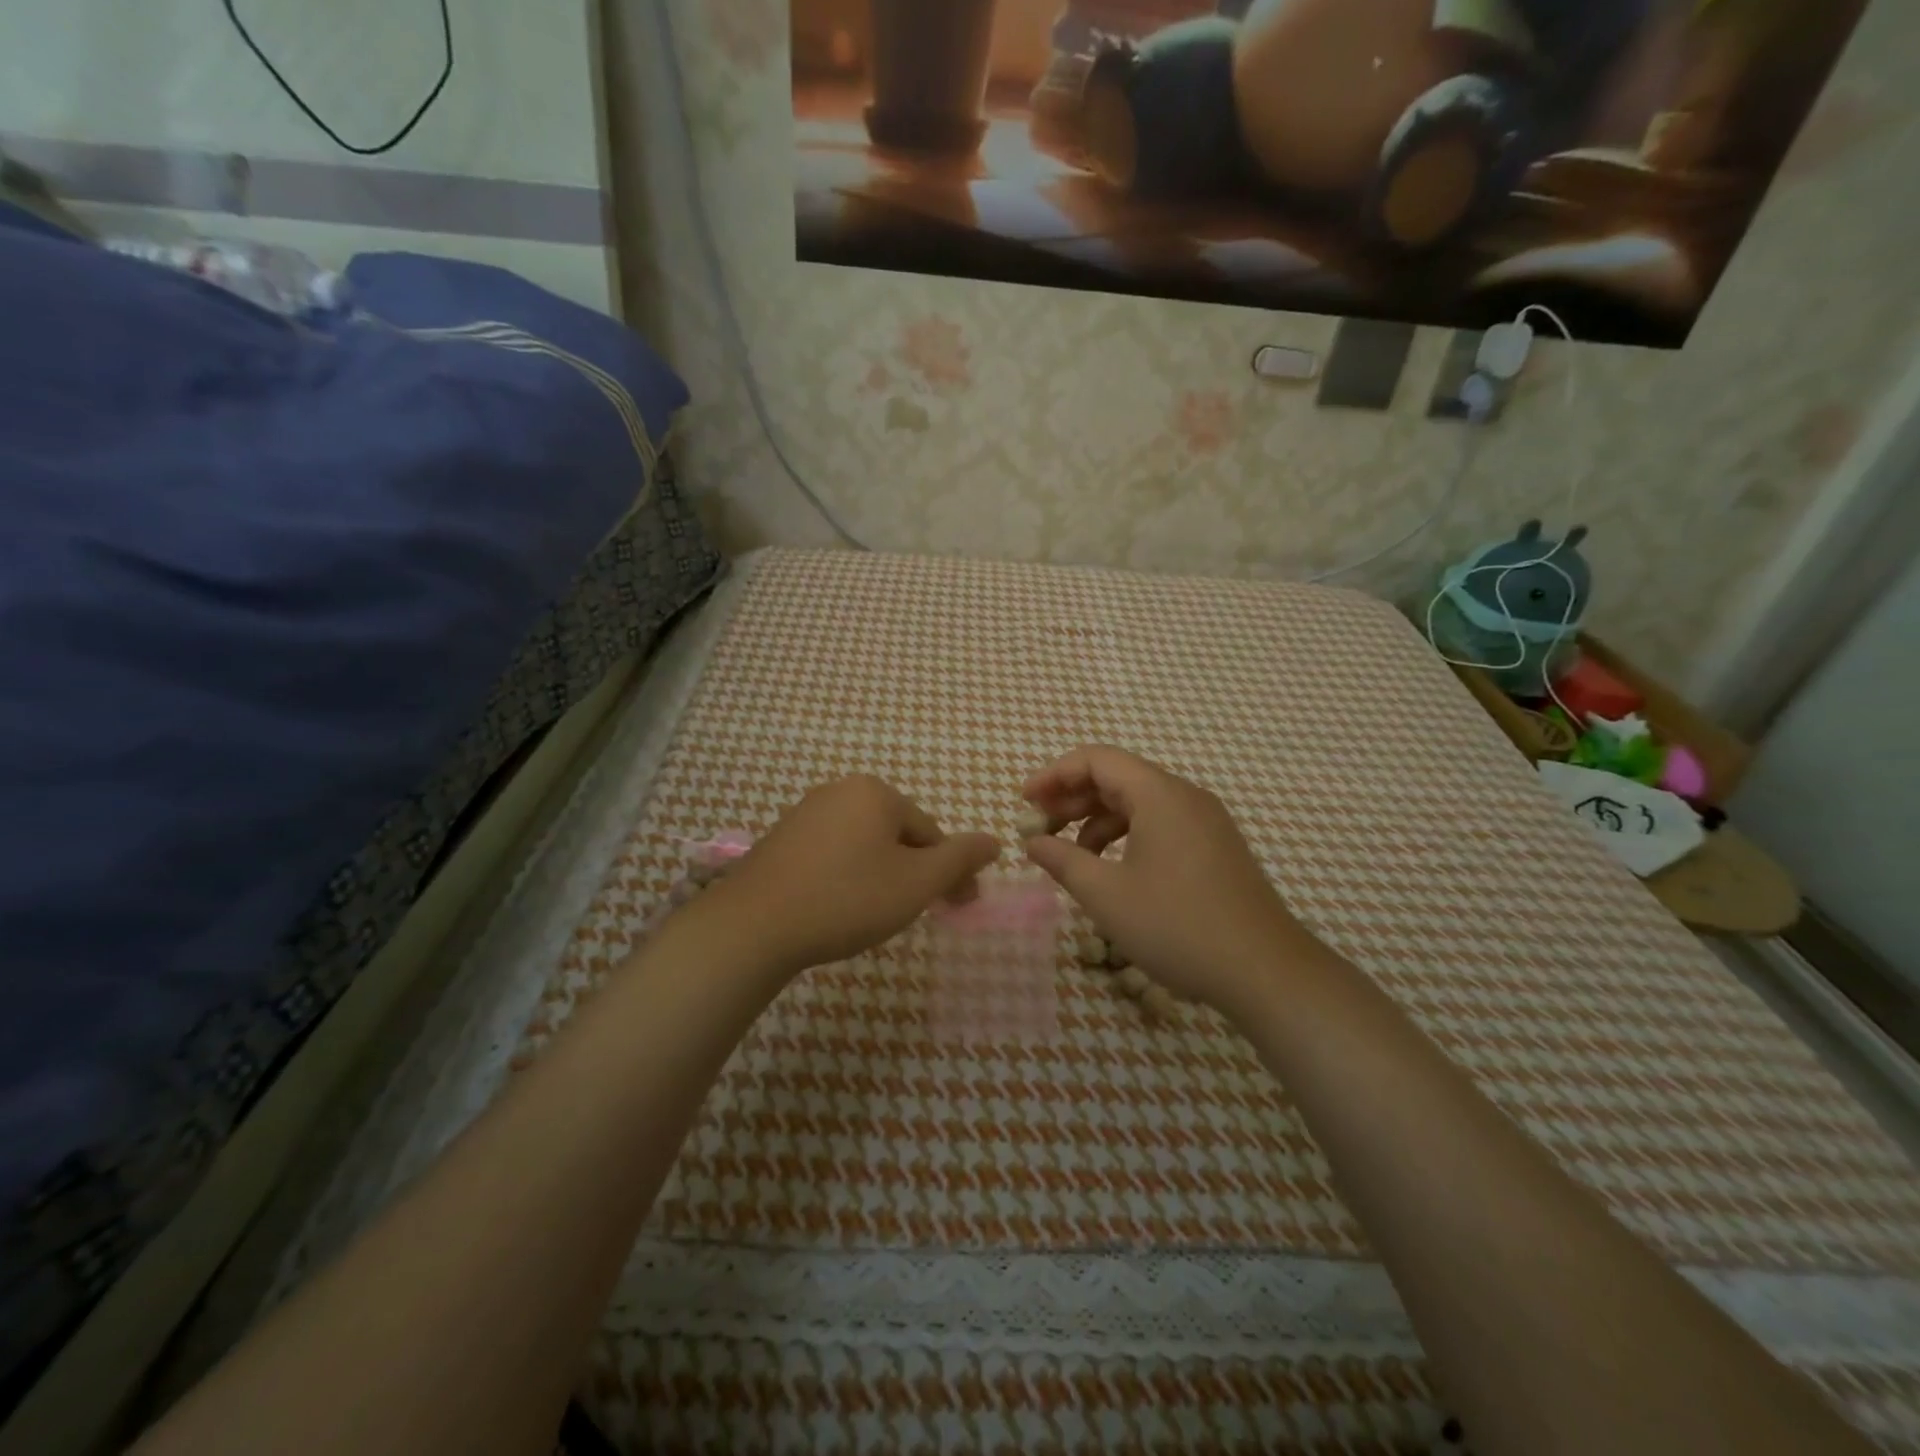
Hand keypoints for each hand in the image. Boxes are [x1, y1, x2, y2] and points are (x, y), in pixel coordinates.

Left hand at [709, 775, 1000, 976]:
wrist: (754, 926)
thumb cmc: (848, 898)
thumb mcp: (917, 882)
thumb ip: (960, 859)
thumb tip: (994, 841)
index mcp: (875, 792)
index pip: (930, 832)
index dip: (948, 872)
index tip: (957, 907)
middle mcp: (839, 790)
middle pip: (897, 834)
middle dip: (914, 872)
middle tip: (916, 913)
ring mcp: (805, 813)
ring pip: (864, 845)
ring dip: (882, 875)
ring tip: (876, 915)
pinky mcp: (781, 839)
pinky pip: (832, 853)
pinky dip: (847, 877)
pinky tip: (839, 907)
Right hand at [1021, 745, 1315, 1015]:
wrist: (1265, 970)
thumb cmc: (1177, 926)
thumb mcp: (1106, 895)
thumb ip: (1062, 860)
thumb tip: (1033, 842)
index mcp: (1159, 794)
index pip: (1096, 760)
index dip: (1053, 775)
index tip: (1023, 803)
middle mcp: (1185, 796)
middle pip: (1117, 778)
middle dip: (1072, 798)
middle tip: (1039, 829)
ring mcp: (1205, 821)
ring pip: (1138, 803)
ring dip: (1097, 821)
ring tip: (1071, 855)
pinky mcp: (1215, 846)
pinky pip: (1160, 824)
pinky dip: (1126, 836)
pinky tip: (1112, 870)